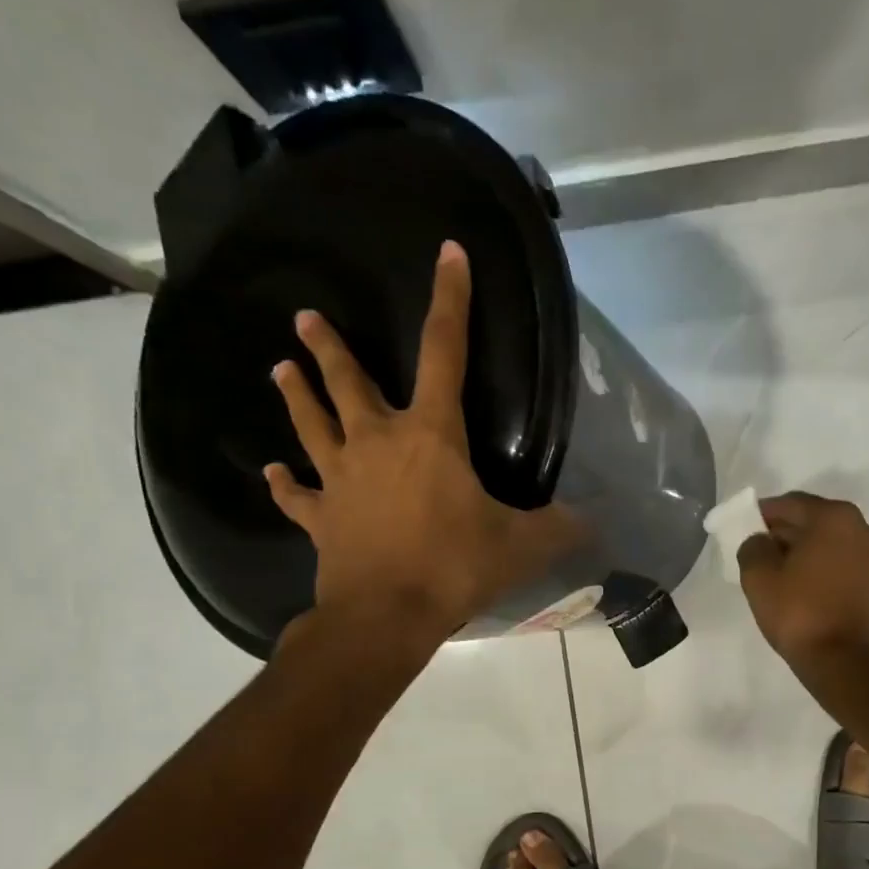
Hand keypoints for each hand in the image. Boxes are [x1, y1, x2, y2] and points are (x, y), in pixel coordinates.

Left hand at [264, 241, 583, 635]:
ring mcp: (341, 479)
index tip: (447, 253)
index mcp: (431, 436)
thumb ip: (559, 528)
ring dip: (297, 395)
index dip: (449, 301)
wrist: (386, 615)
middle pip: (350, 383)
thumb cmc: (454, 567)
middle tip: (306, 316)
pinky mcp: (321, 519)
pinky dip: (286, 485)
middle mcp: (378, 443)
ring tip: (280, 366)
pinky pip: (298, 496)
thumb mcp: (521, 546)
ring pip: (314, 425)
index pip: (444, 352)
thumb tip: (595, 522)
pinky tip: (273, 474)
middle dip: (330, 347)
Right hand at [736, 492, 868, 667]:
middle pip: (815, 521)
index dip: (763, 513)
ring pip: (832, 544)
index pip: (791, 504)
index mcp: (835, 518)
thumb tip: (759, 541)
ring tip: (781, 572)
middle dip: (786, 533)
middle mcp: (864, 529)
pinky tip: (805, 588)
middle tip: (759, 550)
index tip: (744, 526)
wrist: (844, 661)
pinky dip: (825, 569)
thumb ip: (752, 547)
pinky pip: (845, 565)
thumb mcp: (759, 578)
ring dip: (807, 551)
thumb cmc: (799, 613)